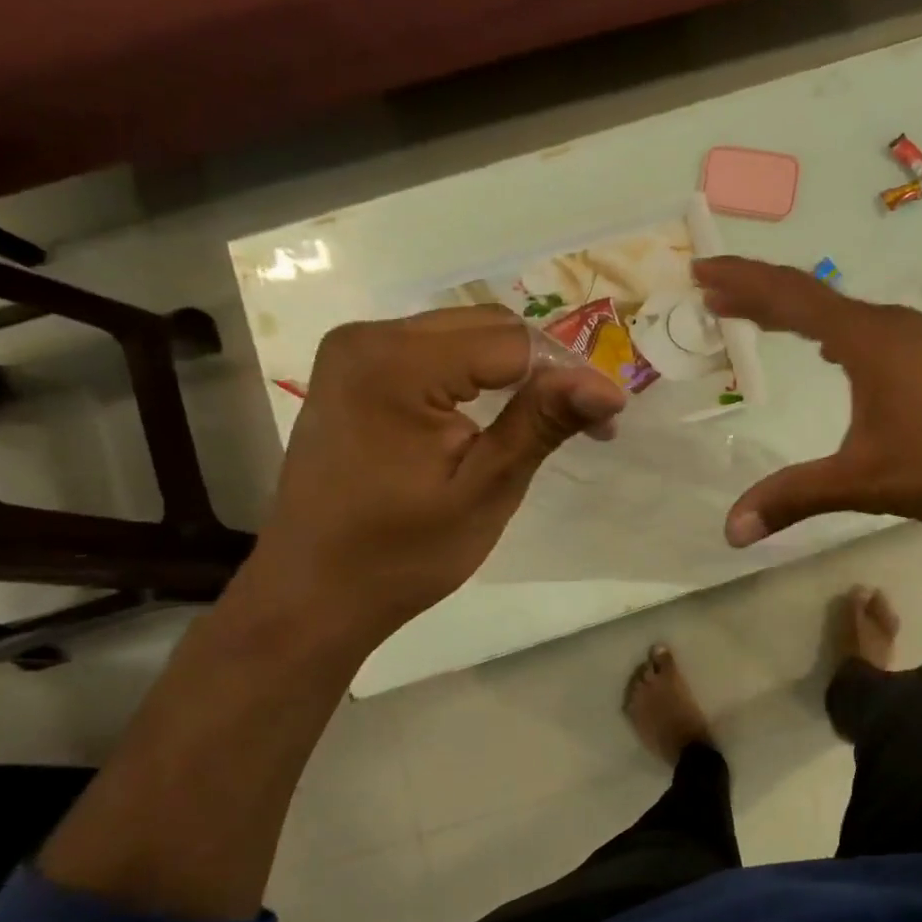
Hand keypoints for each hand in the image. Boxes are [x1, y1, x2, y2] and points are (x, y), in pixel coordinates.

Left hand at [245, 308, 626, 649]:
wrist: (312, 594)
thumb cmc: (400, 554)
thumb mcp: (484, 490)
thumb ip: (541, 424)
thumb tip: (609, 386)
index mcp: (395, 363)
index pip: (512, 342)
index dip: (569, 375)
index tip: (607, 422)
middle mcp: (368, 338)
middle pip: (488, 327)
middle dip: (545, 368)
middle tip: (586, 423)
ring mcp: (354, 352)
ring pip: (464, 335)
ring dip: (515, 371)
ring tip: (550, 420)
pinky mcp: (353, 373)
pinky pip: (434, 353)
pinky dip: (476, 376)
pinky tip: (498, 412)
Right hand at [694, 257, 921, 546]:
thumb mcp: (864, 482)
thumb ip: (794, 498)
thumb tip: (731, 529)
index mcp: (868, 340)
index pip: (791, 296)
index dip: (742, 281)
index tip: (701, 269)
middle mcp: (891, 326)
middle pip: (812, 296)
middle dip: (759, 290)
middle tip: (714, 288)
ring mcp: (919, 339)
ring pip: (842, 312)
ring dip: (796, 310)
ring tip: (757, 314)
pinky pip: (866, 330)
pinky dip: (830, 329)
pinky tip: (828, 349)